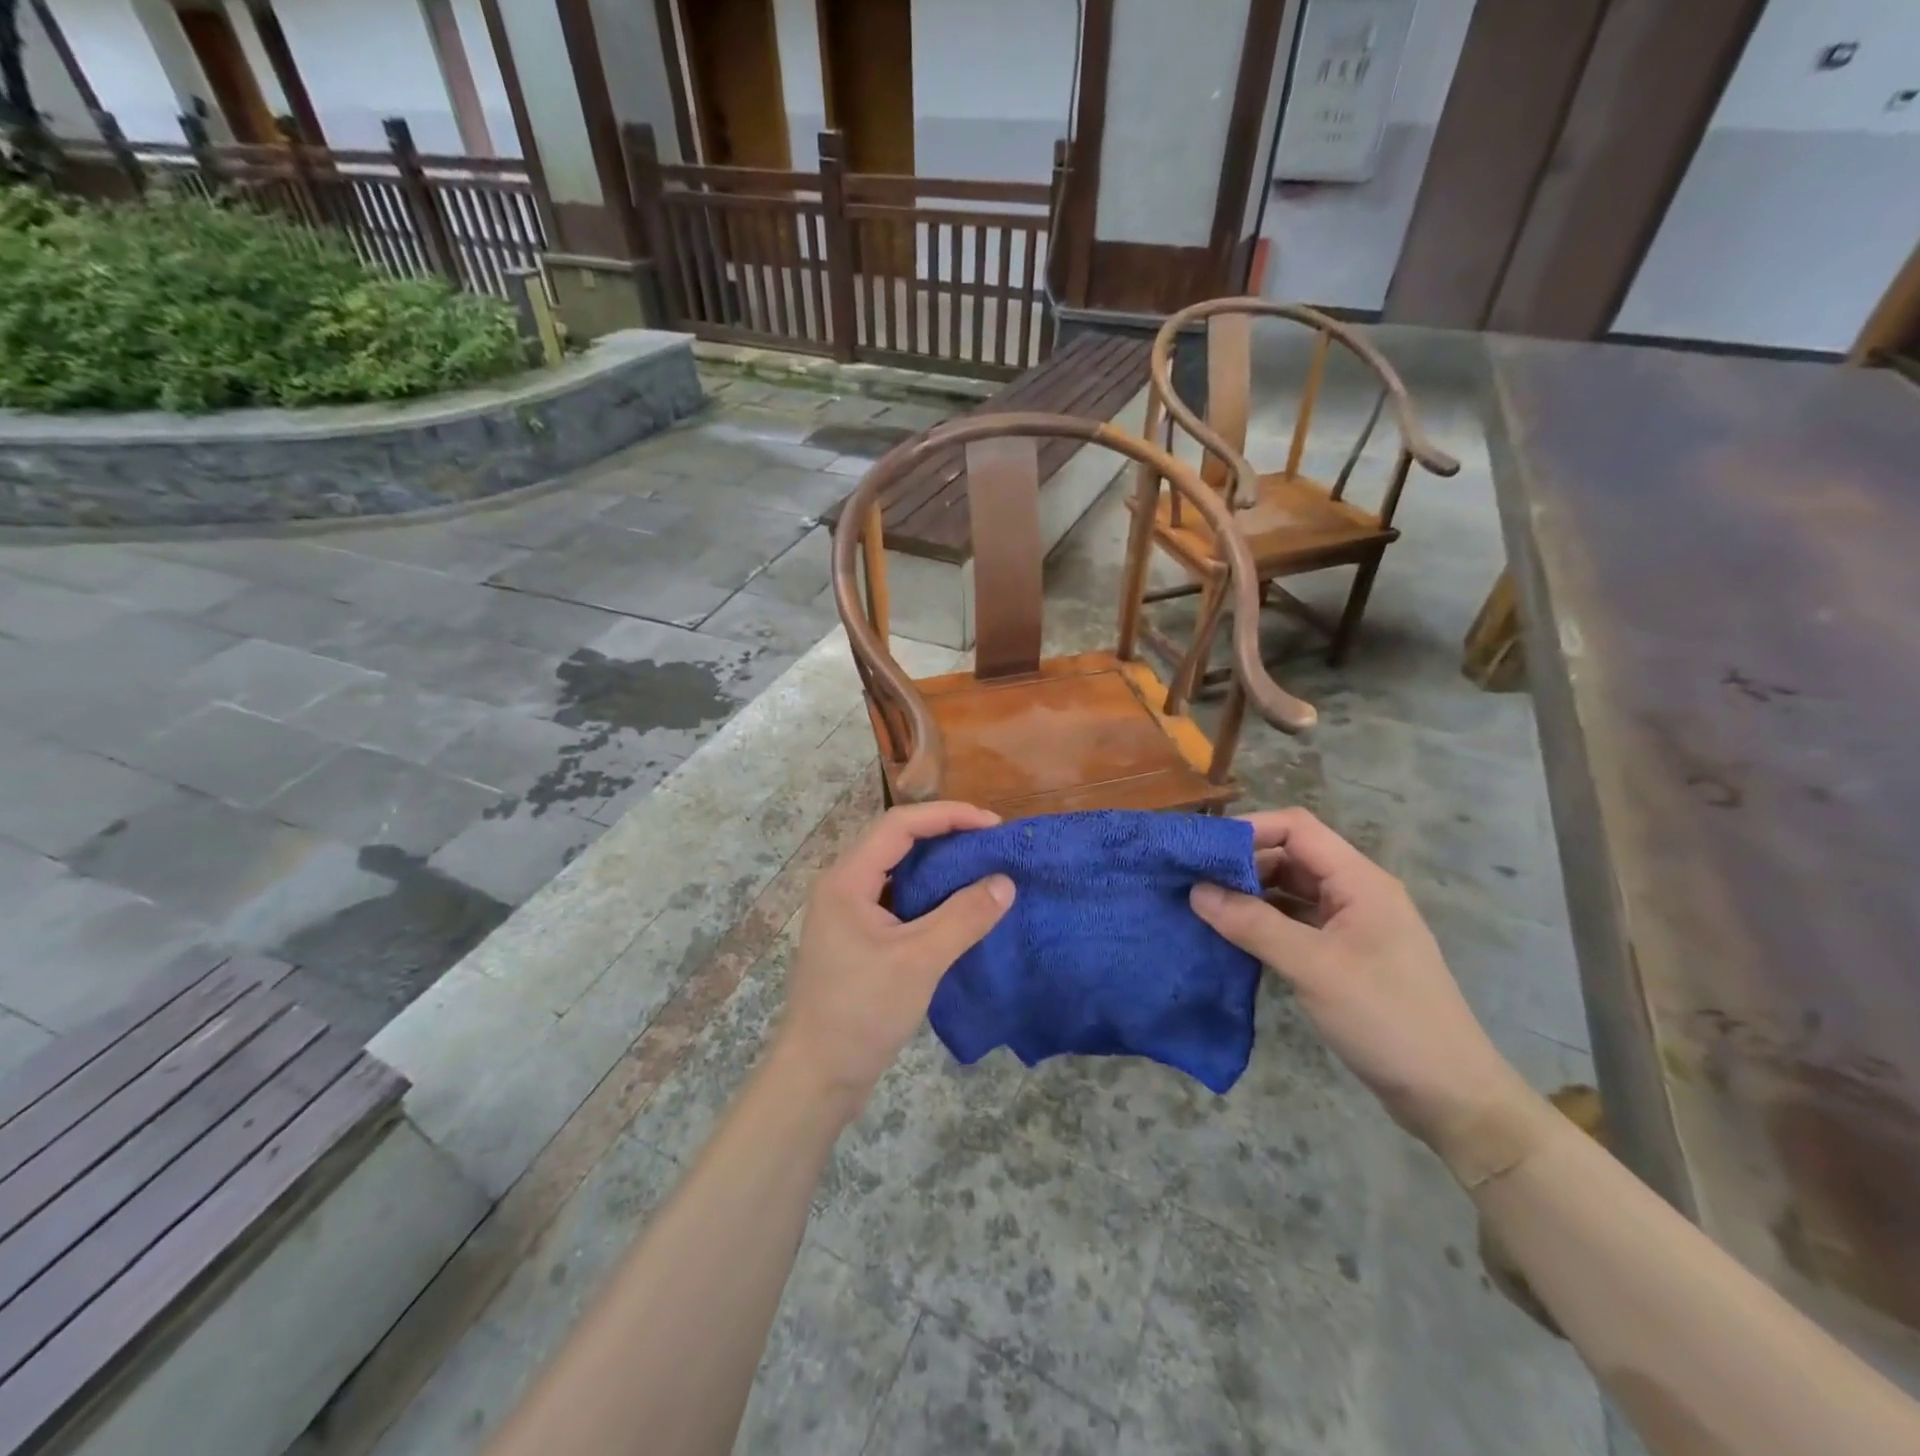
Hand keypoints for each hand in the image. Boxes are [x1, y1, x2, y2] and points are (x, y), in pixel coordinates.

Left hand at [774, 802, 1014, 1116]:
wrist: (817, 1076)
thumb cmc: (861, 1012)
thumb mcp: (919, 961)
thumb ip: (964, 917)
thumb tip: (1005, 883)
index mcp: (846, 879)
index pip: (899, 825)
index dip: (948, 816)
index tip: (993, 825)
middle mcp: (842, 885)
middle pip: (896, 841)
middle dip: (945, 835)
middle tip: (991, 843)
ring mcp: (847, 913)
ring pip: (898, 870)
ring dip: (938, 865)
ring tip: (980, 867)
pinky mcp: (857, 937)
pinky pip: (897, 898)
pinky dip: (929, 894)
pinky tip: (957, 905)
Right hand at [1190, 809, 1535, 1169]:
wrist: (1450, 1097)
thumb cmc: (1386, 1019)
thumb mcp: (1313, 967)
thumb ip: (1253, 924)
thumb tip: (1195, 891)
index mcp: (1360, 881)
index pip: (1297, 828)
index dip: (1249, 830)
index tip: (1201, 850)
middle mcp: (1356, 893)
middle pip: (1291, 856)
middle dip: (1242, 864)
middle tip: (1192, 881)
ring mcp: (1352, 926)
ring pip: (1291, 892)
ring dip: (1250, 895)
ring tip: (1203, 907)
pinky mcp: (1344, 957)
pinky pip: (1296, 924)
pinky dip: (1263, 924)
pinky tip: (1233, 938)